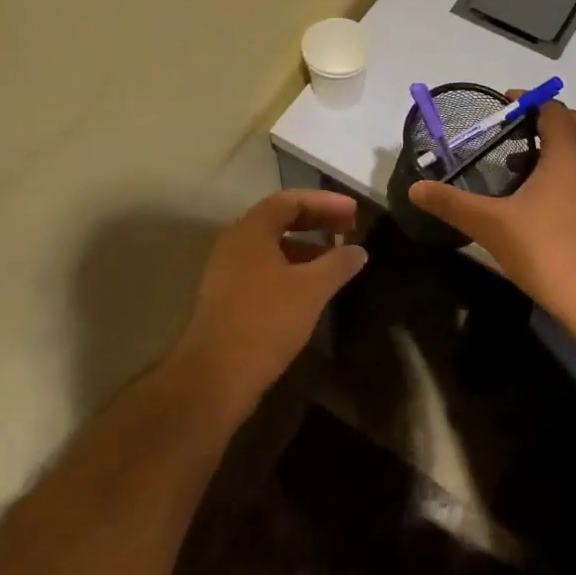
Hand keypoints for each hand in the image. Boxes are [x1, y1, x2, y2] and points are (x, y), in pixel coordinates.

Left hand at [173, 190, 366, 412]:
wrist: (216, 375)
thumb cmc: (266, 320)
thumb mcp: (311, 289)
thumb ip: (338, 264)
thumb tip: (359, 250)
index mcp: (252, 229)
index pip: (291, 200)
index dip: (325, 202)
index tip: (354, 212)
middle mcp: (235, 242)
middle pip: (280, 219)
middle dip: (316, 221)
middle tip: (349, 228)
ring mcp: (227, 269)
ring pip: (271, 246)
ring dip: (305, 245)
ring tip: (335, 258)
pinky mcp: (227, 296)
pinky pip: (264, 267)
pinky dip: (291, 267)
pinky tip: (310, 287)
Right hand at [409, 100, 575, 328]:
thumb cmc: (548, 250)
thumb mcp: (491, 225)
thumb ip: (451, 203)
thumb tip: (415, 189)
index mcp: (569, 153)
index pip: (553, 108)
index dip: (527, 101)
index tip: (500, 107)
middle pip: (572, 123)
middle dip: (542, 120)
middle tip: (506, 133)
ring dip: (554, 147)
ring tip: (516, 166)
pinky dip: (565, 171)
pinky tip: (539, 201)